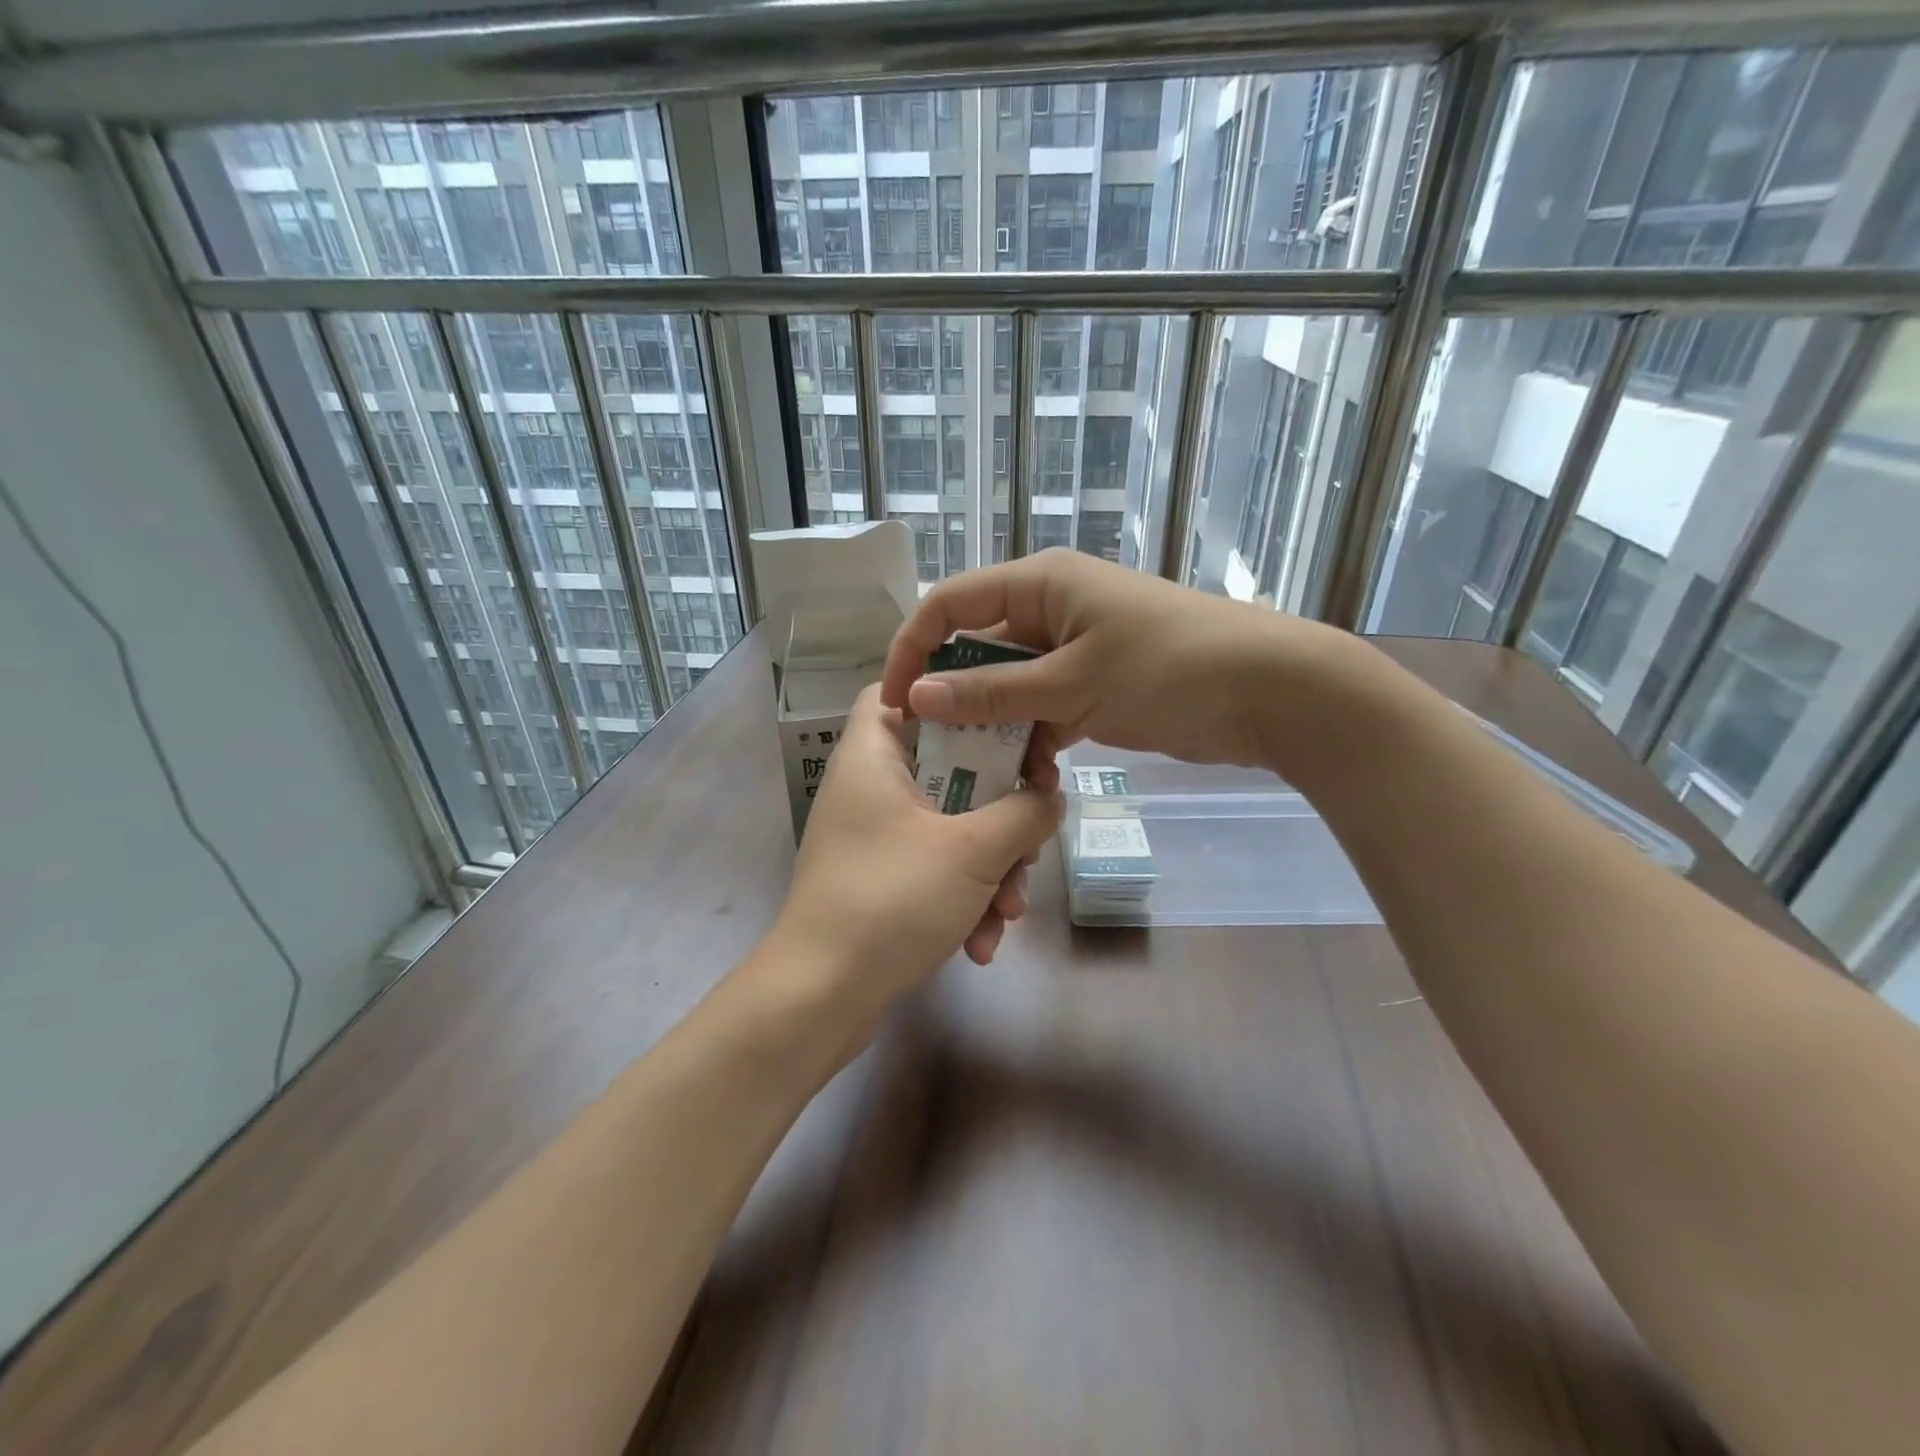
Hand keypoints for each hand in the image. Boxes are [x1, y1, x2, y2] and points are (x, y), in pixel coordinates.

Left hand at [773, 686, 1061, 1023]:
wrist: (821, 1000)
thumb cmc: (891, 901)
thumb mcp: (972, 851)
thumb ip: (1025, 812)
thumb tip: (1049, 796)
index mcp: (874, 756)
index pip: (899, 690)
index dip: (947, 694)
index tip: (1001, 718)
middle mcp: (871, 788)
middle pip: (948, 765)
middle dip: (1000, 811)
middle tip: (1030, 838)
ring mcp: (877, 838)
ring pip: (952, 826)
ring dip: (991, 868)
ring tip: (1010, 911)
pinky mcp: (885, 880)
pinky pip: (938, 869)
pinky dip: (965, 898)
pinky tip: (981, 944)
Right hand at [881, 549, 1355, 771]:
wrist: (1271, 691)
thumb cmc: (1168, 667)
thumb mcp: (1073, 681)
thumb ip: (994, 692)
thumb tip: (916, 697)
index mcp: (1040, 583)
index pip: (951, 604)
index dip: (913, 648)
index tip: (894, 704)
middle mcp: (1051, 609)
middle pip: (979, 649)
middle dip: (954, 697)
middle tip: (933, 753)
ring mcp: (1075, 649)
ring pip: (1011, 687)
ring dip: (995, 727)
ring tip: (978, 775)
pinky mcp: (1096, 686)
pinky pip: (1044, 709)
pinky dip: (1033, 739)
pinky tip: (1026, 778)